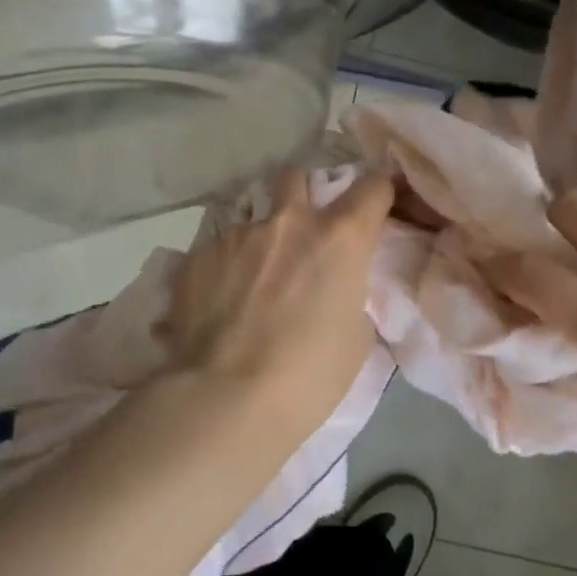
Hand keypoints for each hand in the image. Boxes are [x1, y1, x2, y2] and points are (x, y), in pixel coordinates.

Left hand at [159, 167, 394, 438]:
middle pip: (297, 176)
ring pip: (253, 217)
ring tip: (252, 279)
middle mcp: (289, 221)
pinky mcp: (198, 255)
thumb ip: (349, 292)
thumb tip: (334, 286)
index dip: (378, 192)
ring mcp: (239, 234)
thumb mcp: (355, 336)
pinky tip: (219, 303)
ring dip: (261, 237)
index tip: (375, 206)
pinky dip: (226, 266)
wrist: (224, 399)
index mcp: (339, 237)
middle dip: (302, 195)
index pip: (372, 186)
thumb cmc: (308, 376)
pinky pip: (219, 248)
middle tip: (302, 232)